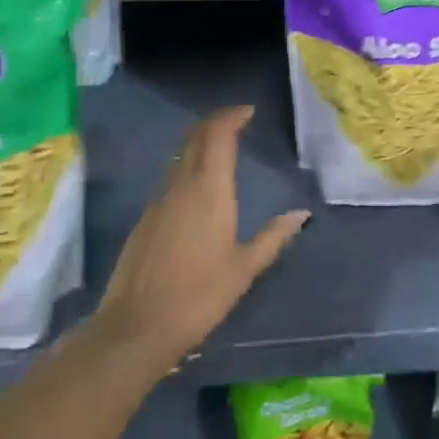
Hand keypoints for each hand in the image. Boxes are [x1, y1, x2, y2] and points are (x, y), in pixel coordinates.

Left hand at [93, 106, 308, 376]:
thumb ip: (273, 237)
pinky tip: (197, 190)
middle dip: (215, 124)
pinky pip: (169, 179)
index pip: (218, 135)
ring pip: (180, 157)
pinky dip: (186, 169)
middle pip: (195, 138)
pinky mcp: (144, 218)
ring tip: (221, 152)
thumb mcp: (244, 269)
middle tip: (236, 123)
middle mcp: (181, 185)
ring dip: (200, 145)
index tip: (248, 112)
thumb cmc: (199, 296)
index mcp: (209, 189)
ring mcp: (158, 200)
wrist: (136, 327)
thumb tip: (301, 214)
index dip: (231, 116)